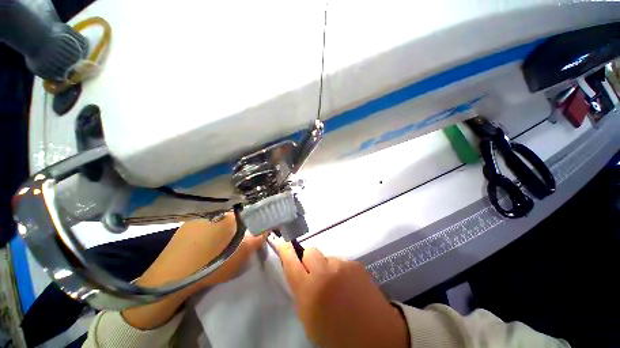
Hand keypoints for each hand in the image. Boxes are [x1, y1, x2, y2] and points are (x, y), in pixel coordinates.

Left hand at [122, 213, 264, 328]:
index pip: (246, 214)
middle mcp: (214, 213)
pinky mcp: (184, 228)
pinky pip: (203, 227)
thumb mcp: (242, 255)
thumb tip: (267, 228)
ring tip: (216, 248)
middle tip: (234, 243)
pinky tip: (202, 248)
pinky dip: (206, 234)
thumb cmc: (211, 264)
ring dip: (220, 231)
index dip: (250, 223)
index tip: (250, 234)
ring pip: (217, 222)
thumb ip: (258, 238)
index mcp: (228, 217)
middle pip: (231, 218)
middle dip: (235, 228)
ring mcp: (197, 219)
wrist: (171, 278)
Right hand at [278, 243, 408, 347]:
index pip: (291, 263)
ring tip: (335, 284)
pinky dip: (338, 269)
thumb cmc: (337, 335)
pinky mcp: (355, 263)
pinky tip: (348, 285)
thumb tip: (298, 274)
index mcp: (309, 291)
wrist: (376, 336)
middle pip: (310, 251)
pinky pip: (339, 261)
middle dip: (308, 260)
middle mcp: (324, 272)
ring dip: (325, 266)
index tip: (283, 244)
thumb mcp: (310, 320)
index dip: (286, 251)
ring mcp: (341, 265)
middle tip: (314, 274)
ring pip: (325, 257)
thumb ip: (301, 293)